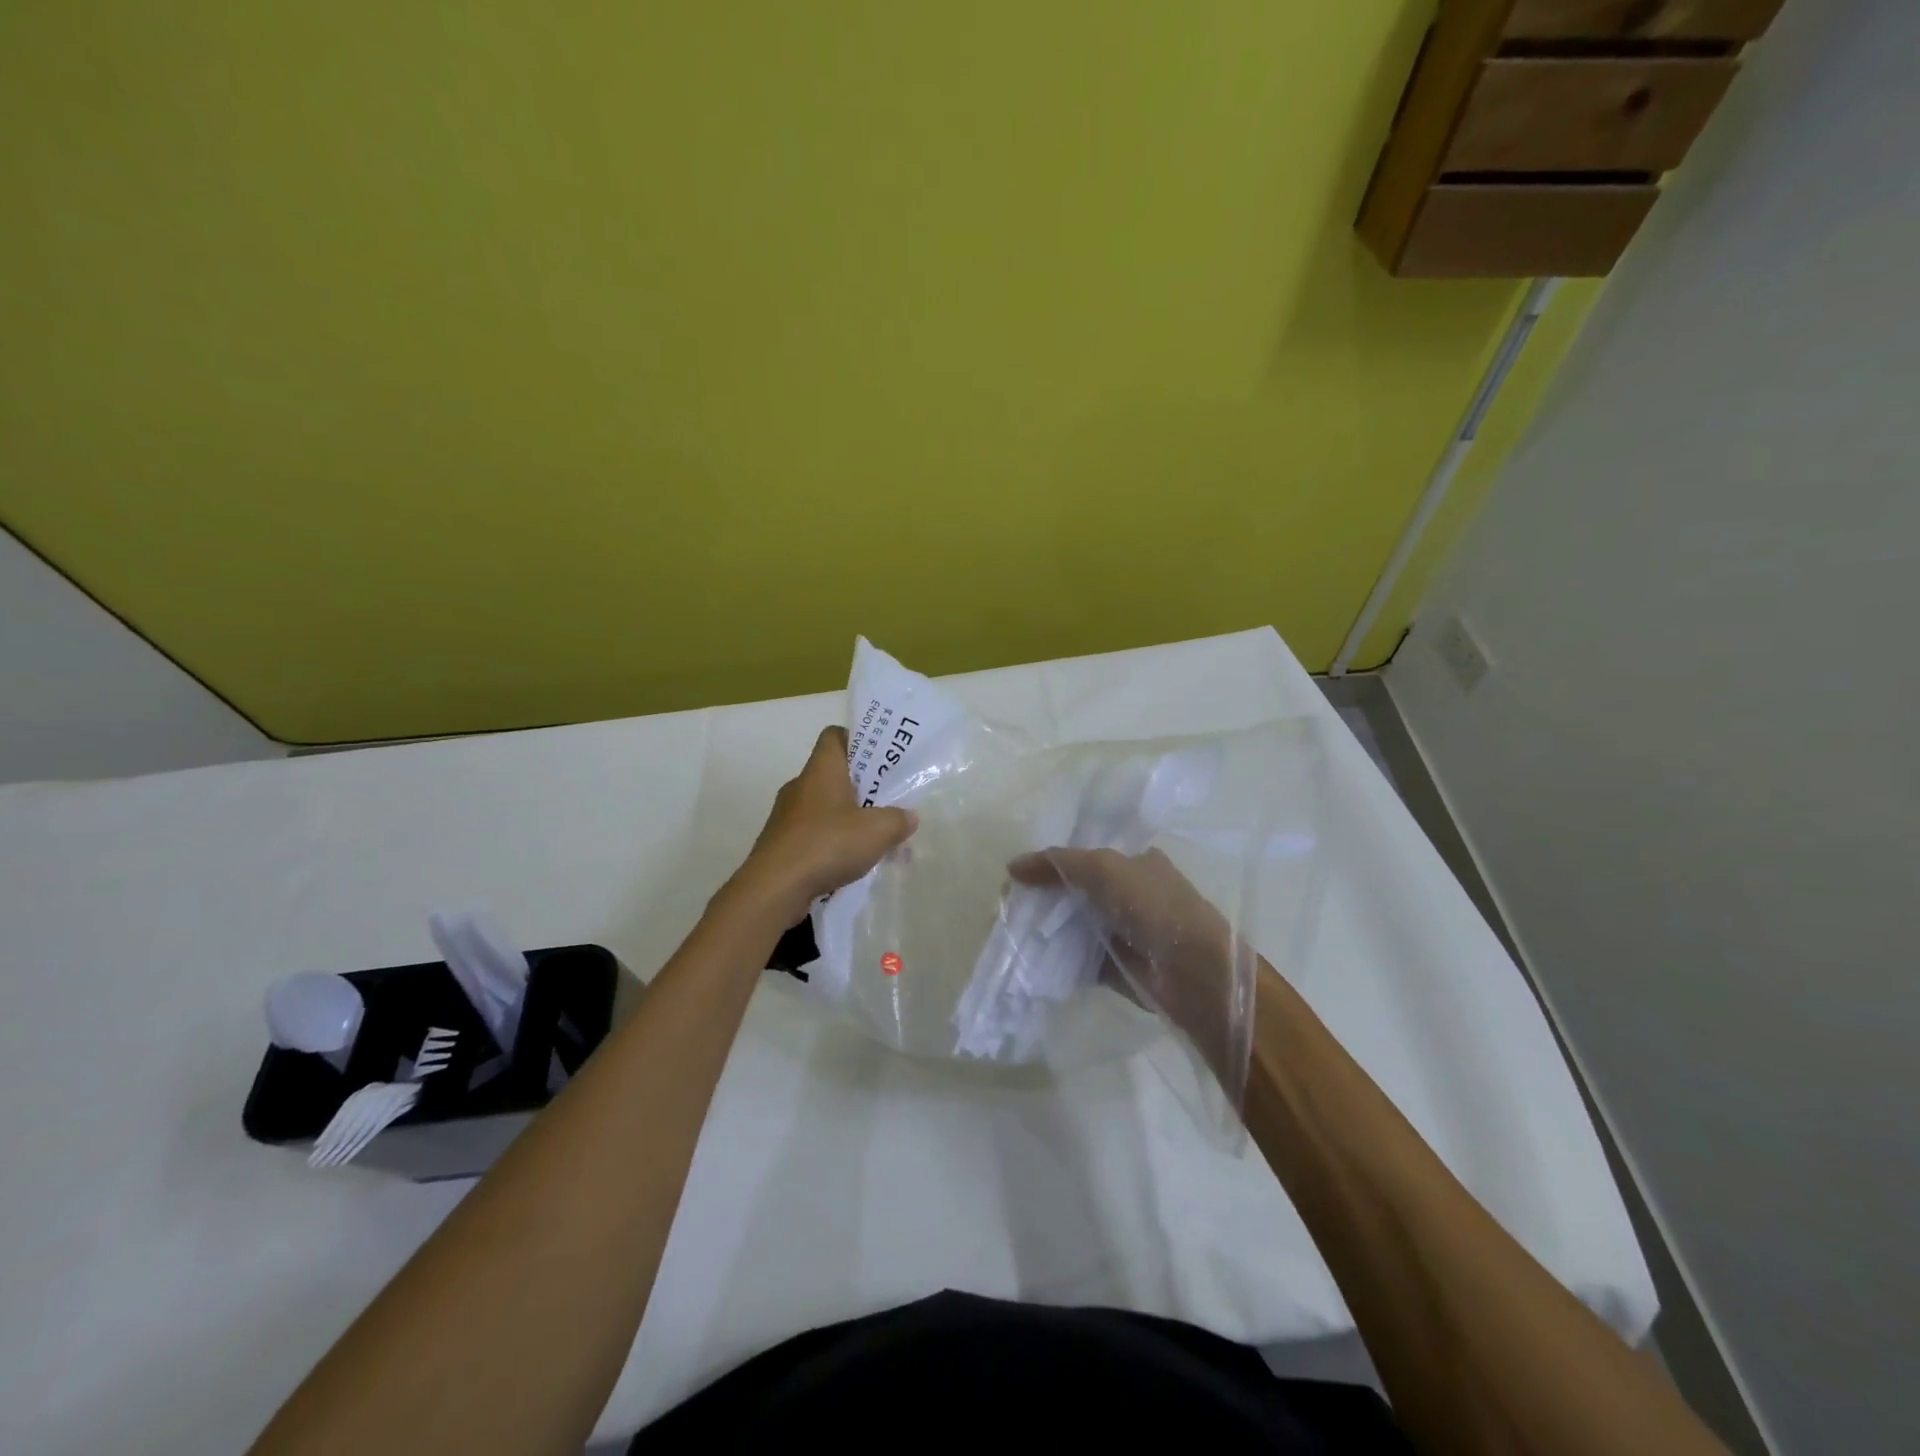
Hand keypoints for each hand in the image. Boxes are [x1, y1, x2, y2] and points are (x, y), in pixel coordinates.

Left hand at [730, 726, 917, 925]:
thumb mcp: (877, 831)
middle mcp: (800, 785)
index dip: (858, 740)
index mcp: (821, 769)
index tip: (879, 757)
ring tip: (875, 840)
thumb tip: (908, 817)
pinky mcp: (781, 844)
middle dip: (862, 788)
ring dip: (849, 820)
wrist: (774, 888)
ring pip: (825, 808)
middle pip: (834, 775)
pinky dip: (833, 844)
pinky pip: (814, 835)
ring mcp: (787, 816)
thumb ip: (898, 820)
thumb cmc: (827, 844)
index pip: (835, 736)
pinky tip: (852, 864)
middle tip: (889, 803)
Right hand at [1009, 847, 1245, 1090]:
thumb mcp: (1104, 868)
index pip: (1083, 856)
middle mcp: (1128, 894)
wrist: (1193, 971)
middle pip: (1074, 891)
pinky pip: (1078, 958)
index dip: (1049, 863)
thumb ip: (1057, 863)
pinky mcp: (1116, 965)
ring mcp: (1122, 931)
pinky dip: (1056, 959)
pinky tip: (1028, 958)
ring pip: (1073, 925)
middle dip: (1042, 897)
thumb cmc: (1153, 906)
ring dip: (1045, 929)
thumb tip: (1012, 867)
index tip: (1016, 876)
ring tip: (1009, 932)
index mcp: (1133, 862)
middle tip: (1008, 906)